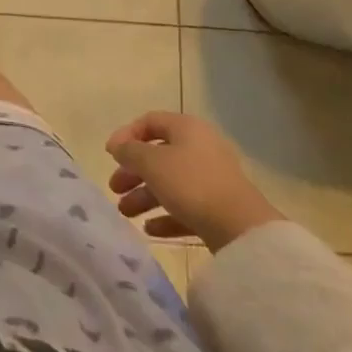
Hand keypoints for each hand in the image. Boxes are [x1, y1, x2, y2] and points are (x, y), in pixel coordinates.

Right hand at [105, 111, 284, 252]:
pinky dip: (165, 215)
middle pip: (158, 155)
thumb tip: (119, 147)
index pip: (150, 122)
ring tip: (126, 213)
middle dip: (133, 172)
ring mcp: (212, 180)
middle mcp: (201, 149)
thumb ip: (129, 151)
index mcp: (187, 129)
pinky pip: (185, 207)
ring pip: (170, 183)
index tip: (110, 155)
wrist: (241, 230)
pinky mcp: (218, 208)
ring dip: (144, 196)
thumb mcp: (151, 162)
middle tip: (114, 188)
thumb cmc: (191, 184)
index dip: (126, 135)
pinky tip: (149, 229)